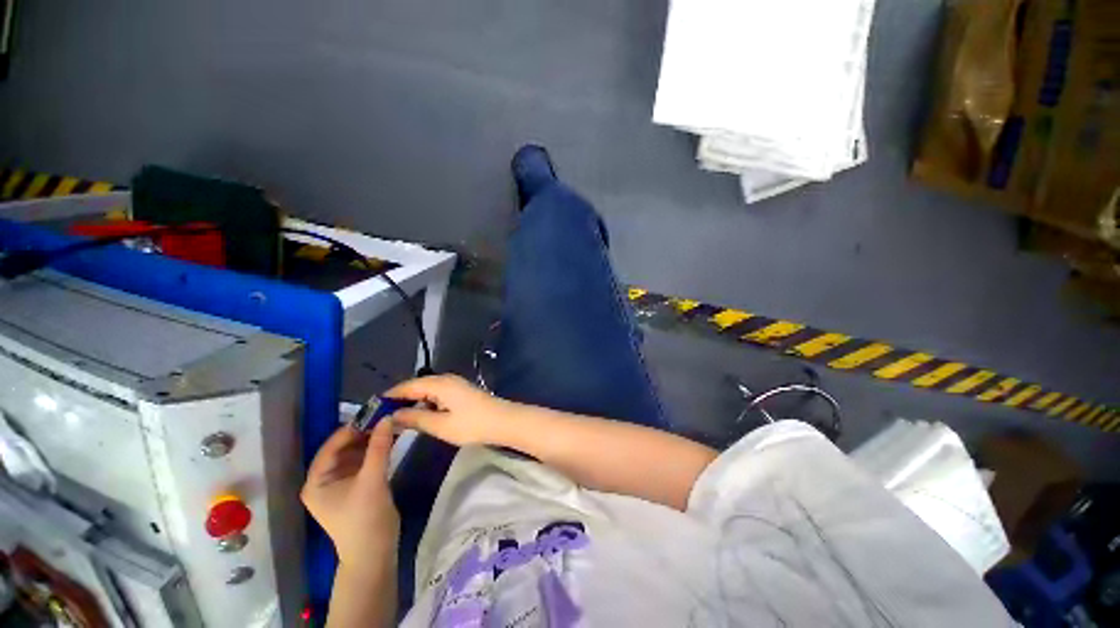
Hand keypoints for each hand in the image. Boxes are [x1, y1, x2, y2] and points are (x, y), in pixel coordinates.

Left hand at [301, 419, 398, 567]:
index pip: (331, 447)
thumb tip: (387, 418)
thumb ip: (379, 447)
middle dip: (363, 434)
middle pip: (343, 449)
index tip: (374, 413)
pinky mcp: (356, 487)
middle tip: (385, 417)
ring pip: (355, 454)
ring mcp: (341, 484)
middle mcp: (324, 480)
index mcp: (316, 482)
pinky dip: (375, 451)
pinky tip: (390, 440)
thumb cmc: (365, 519)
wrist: (375, 553)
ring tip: (390, 425)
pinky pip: (364, 462)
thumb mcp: (372, 480)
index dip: (351, 429)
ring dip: (371, 441)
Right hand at [385, 374, 515, 446]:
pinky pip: (437, 394)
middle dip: (400, 398)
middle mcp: (446, 379)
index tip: (373, 407)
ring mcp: (455, 385)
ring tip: (397, 417)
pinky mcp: (461, 392)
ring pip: (427, 390)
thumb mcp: (440, 425)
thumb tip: (394, 415)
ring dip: (413, 401)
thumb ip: (415, 418)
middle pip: (417, 385)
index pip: (408, 385)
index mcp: (439, 384)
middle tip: (382, 415)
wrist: (503, 421)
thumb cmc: (472, 424)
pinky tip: (420, 415)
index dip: (390, 395)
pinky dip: (425, 402)